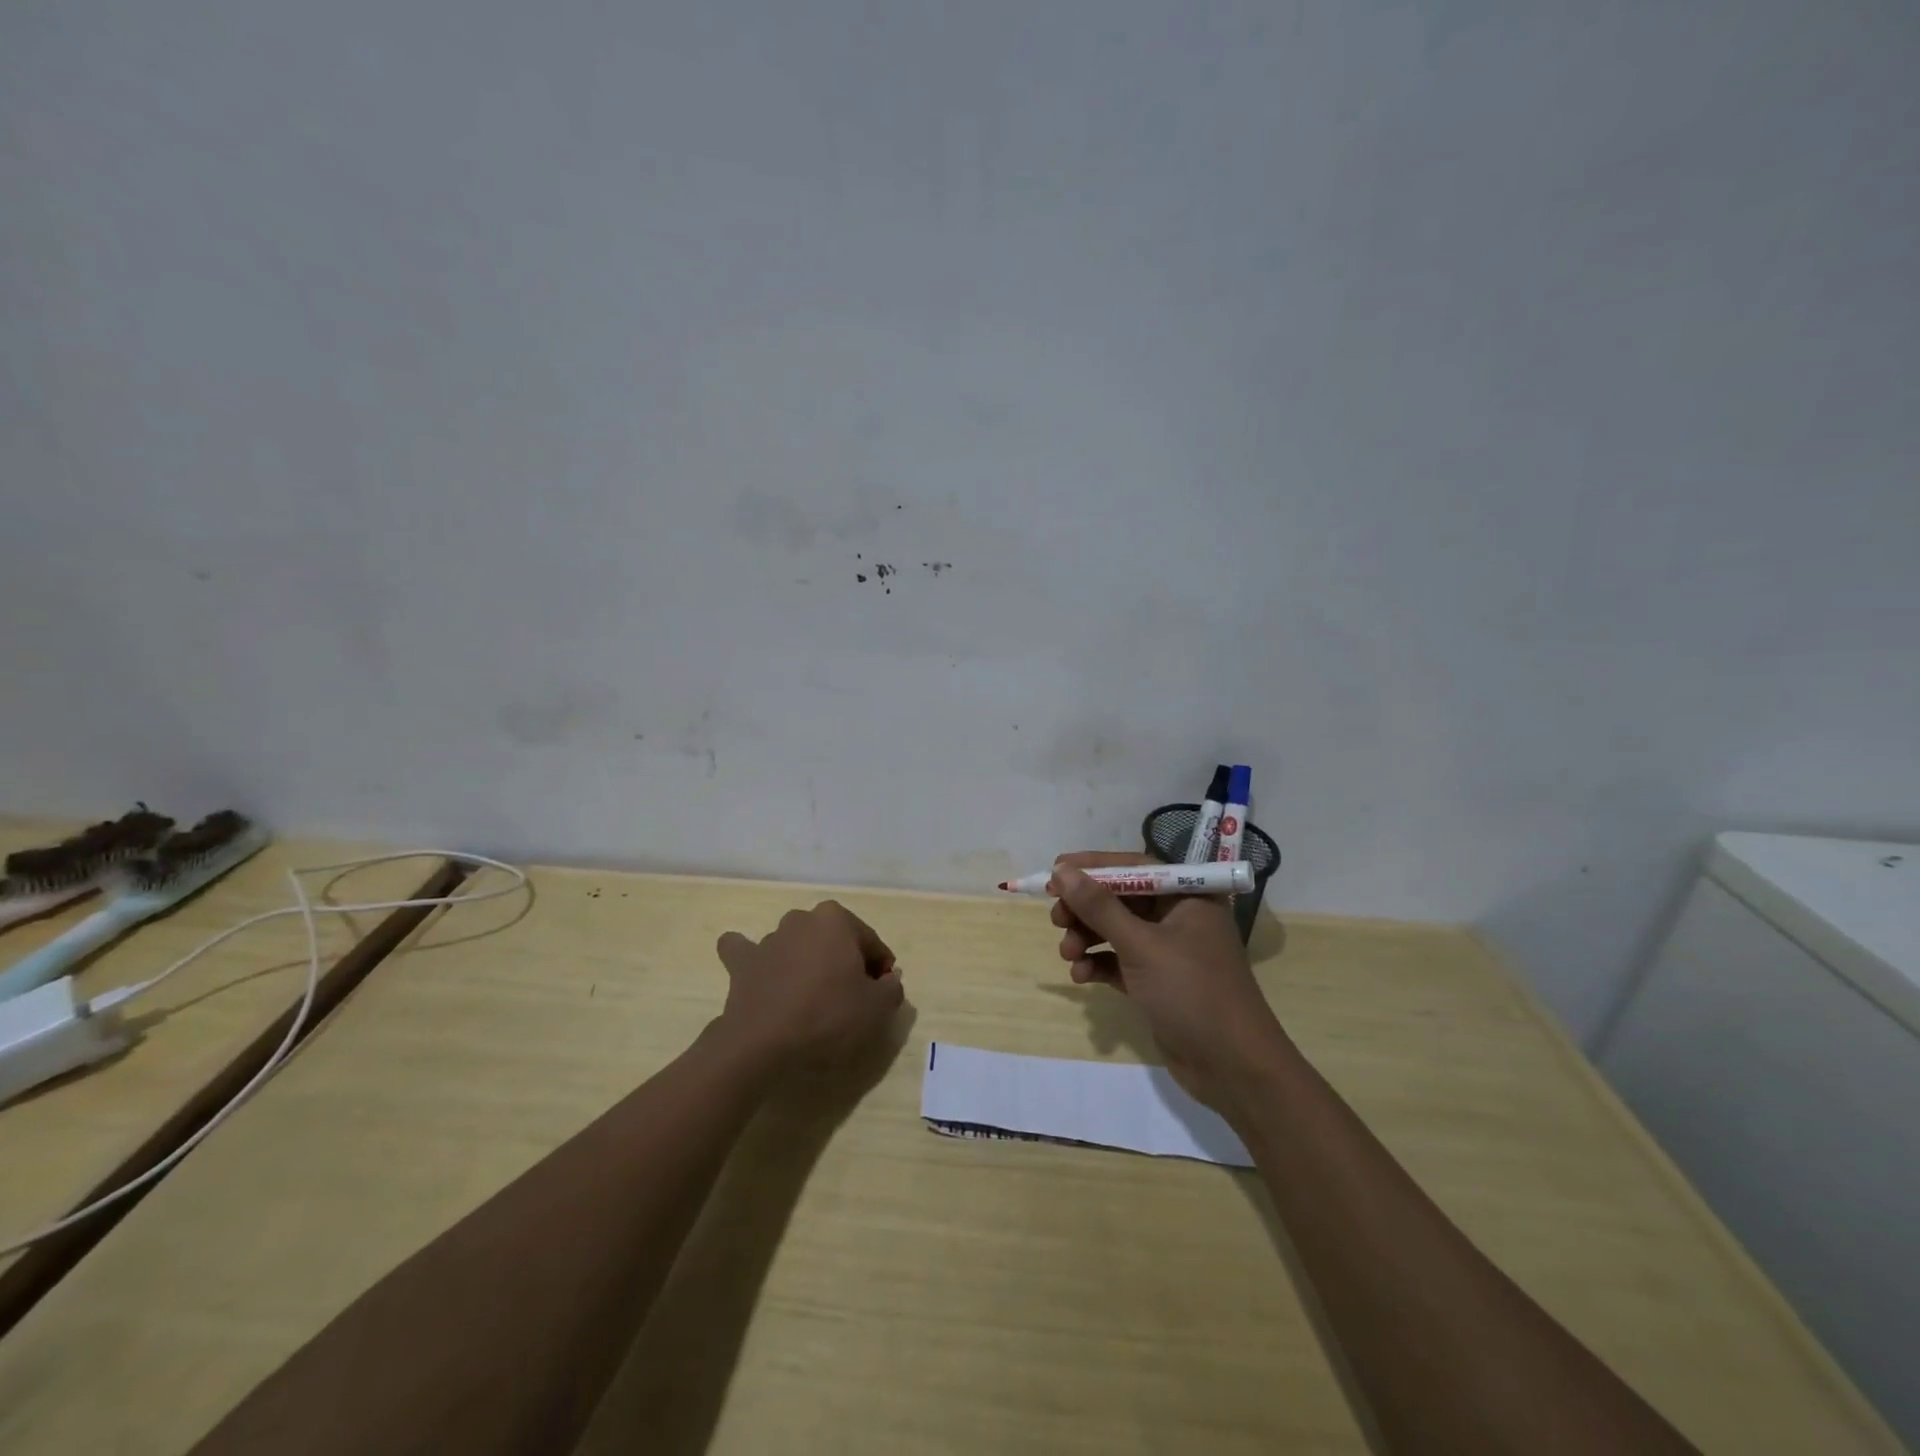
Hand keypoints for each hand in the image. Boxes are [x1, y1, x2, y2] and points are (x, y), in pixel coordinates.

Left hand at [715, 901, 905, 1071]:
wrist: (763, 1042)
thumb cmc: (828, 1015)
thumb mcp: (877, 1007)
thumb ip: (892, 987)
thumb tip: (888, 980)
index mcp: (836, 919)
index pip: (870, 943)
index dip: (880, 969)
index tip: (881, 994)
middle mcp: (802, 919)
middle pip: (834, 940)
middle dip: (844, 961)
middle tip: (849, 998)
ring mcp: (769, 938)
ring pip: (797, 944)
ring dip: (806, 961)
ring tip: (811, 998)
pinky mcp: (742, 961)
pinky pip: (746, 951)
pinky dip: (754, 957)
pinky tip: (758, 968)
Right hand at [1050, 851, 1284, 1113]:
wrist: (1232, 1068)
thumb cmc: (1192, 992)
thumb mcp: (1141, 945)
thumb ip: (1099, 907)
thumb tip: (1062, 871)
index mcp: (1188, 896)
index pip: (1134, 867)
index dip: (1093, 867)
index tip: (1056, 872)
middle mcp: (1179, 916)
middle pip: (1121, 898)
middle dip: (1086, 908)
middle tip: (1056, 919)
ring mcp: (1168, 950)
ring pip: (1116, 930)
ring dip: (1087, 938)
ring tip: (1068, 954)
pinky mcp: (1157, 981)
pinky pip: (1119, 960)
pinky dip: (1098, 963)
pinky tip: (1081, 976)